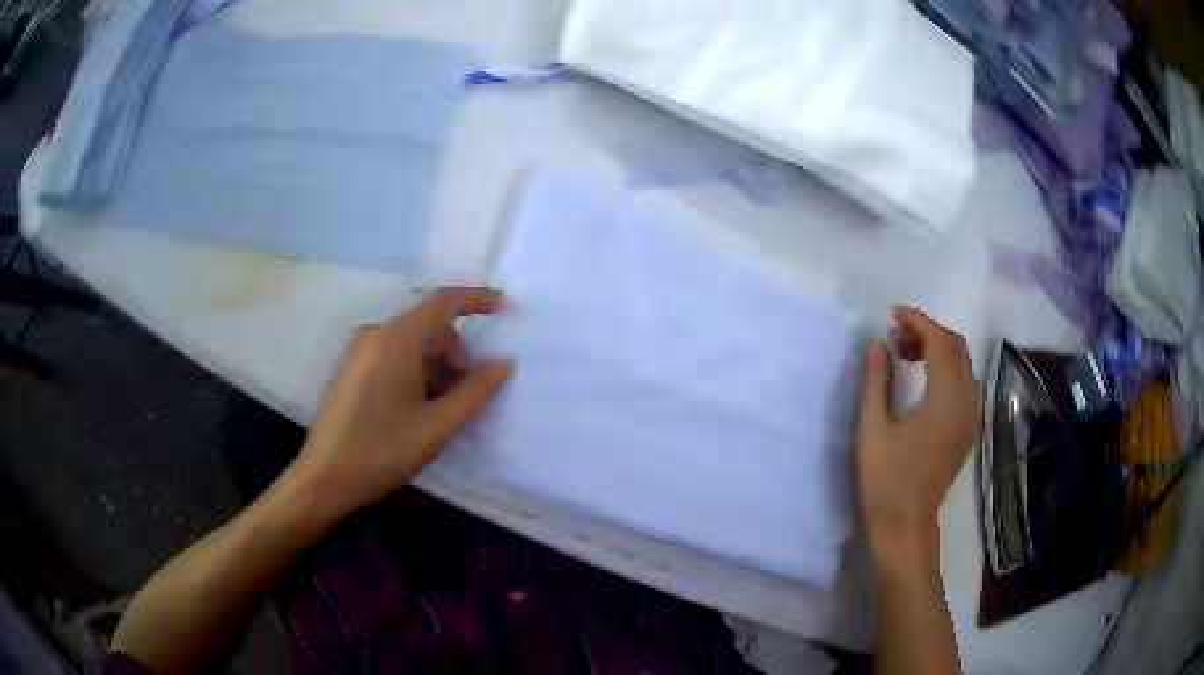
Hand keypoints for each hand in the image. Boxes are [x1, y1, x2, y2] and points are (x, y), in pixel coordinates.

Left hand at [287, 287, 513, 520]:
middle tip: (463, 399)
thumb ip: (475, 391)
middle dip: (456, 355)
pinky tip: (413, 409)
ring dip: (435, 368)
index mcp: (396, 339)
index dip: (479, 301)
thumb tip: (503, 363)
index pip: (444, 302)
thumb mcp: (437, 426)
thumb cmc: (382, 451)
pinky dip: (414, 372)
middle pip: (430, 327)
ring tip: (436, 412)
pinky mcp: (350, 368)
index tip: (507, 309)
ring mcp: (358, 350)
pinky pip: (392, 354)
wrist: (324, 478)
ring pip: (412, 343)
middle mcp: (375, 334)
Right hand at [856, 307, 981, 557]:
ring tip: (903, 354)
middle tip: (894, 336)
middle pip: (956, 348)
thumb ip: (877, 380)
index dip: (918, 322)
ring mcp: (971, 416)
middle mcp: (968, 402)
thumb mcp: (874, 428)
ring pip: (962, 364)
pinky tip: (921, 378)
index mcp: (947, 400)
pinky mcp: (968, 428)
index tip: (892, 314)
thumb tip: (876, 344)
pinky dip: (944, 369)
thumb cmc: (887, 478)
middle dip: (927, 332)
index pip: (940, 343)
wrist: (906, 523)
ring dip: (936, 350)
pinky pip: (963, 383)